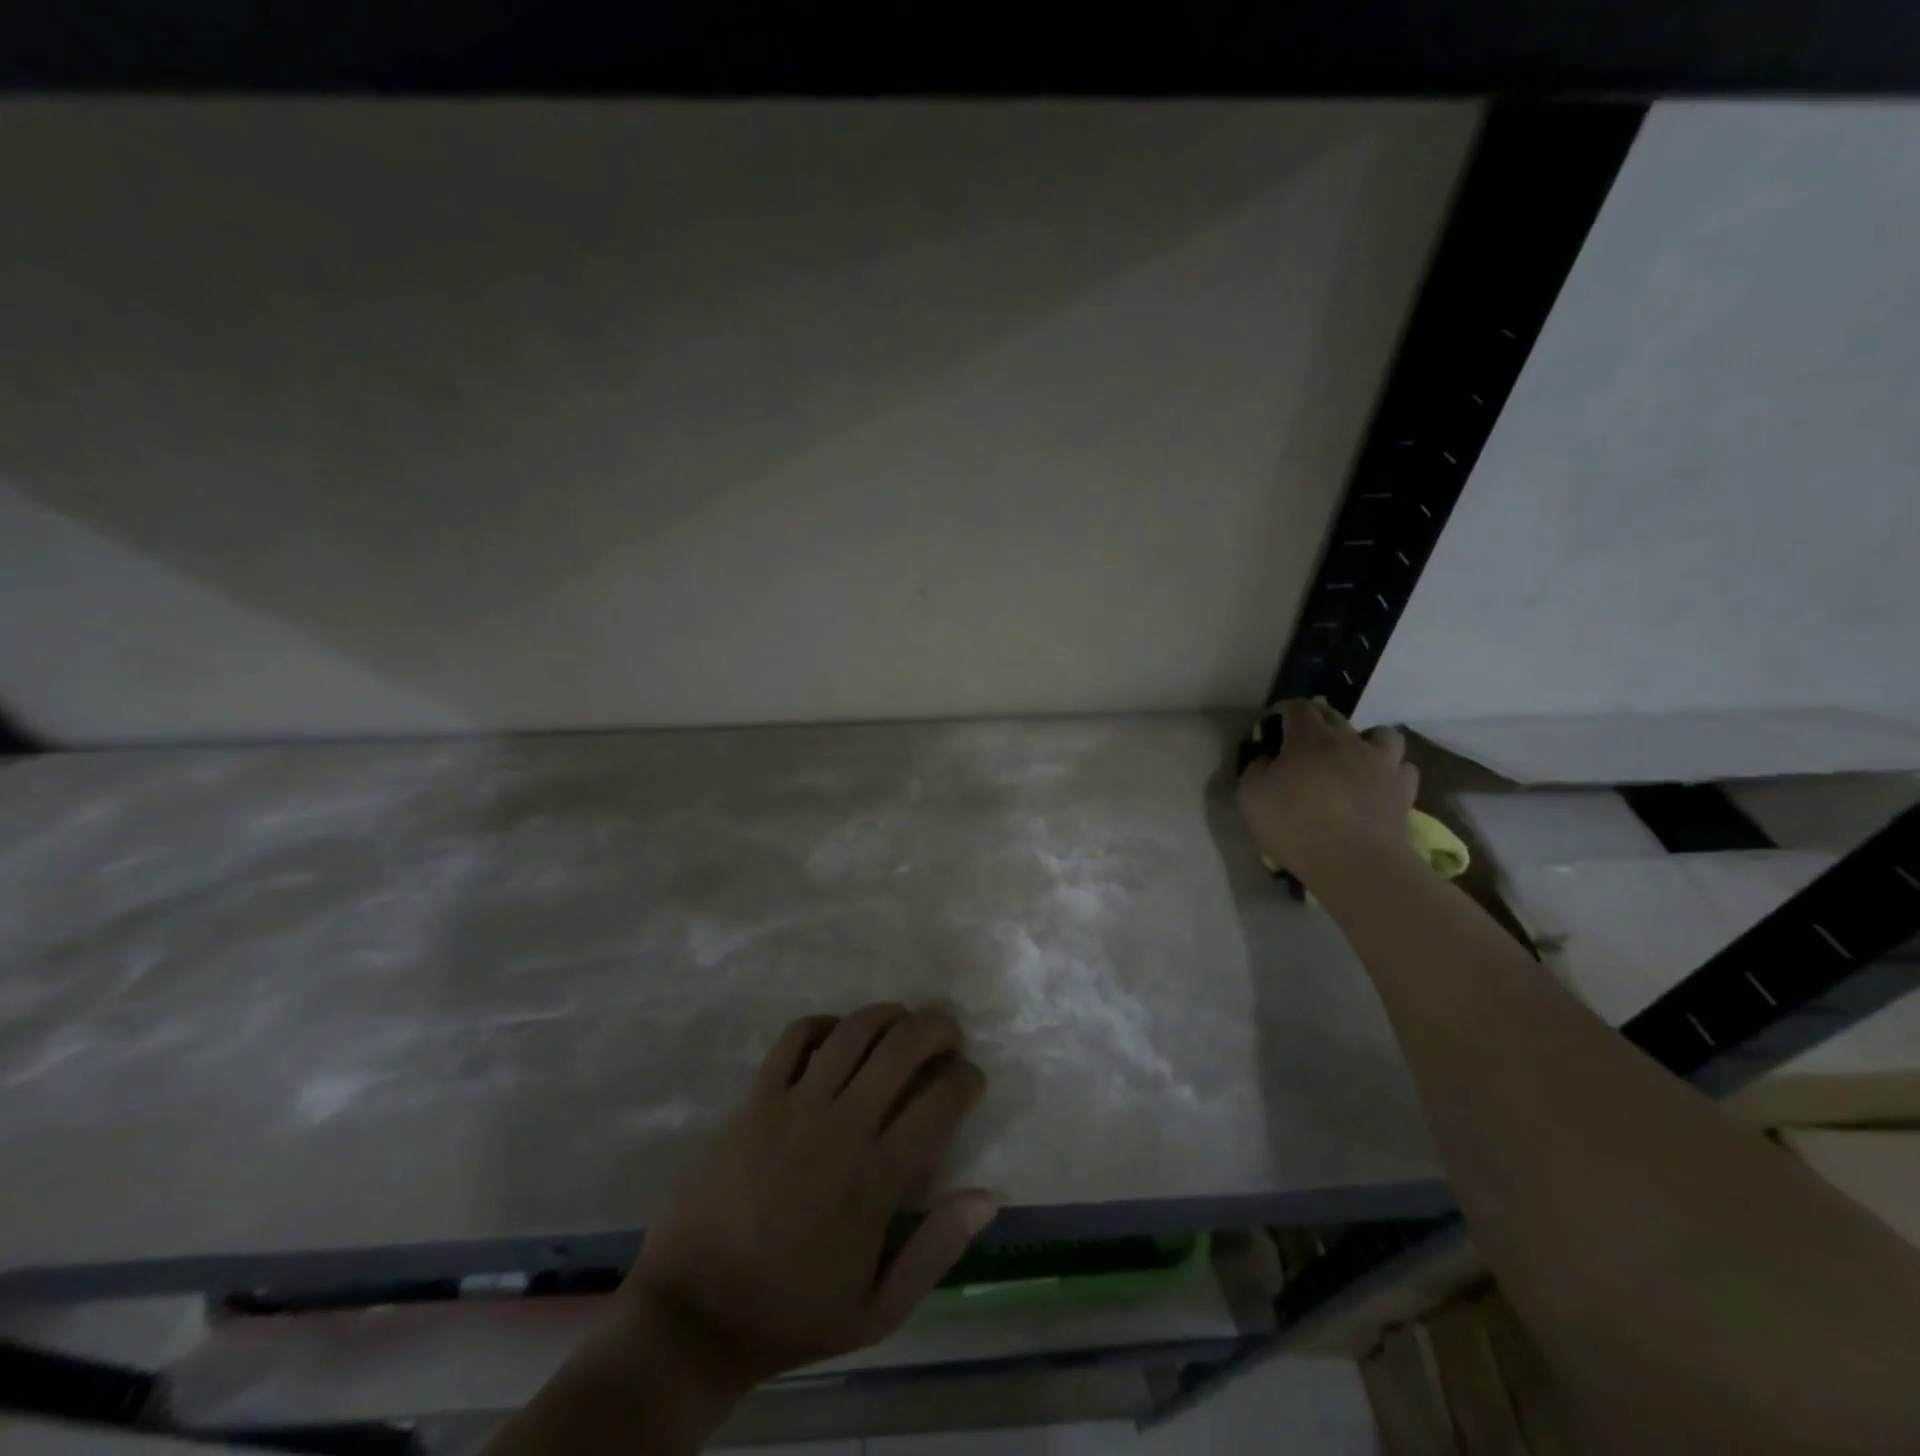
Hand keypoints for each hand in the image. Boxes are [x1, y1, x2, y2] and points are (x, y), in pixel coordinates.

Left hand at [619, 1004, 994, 1391]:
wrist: (696, 1312)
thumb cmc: (792, 1313)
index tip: (971, 1081)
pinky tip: (838, 1037)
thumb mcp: (878, 1311)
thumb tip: (989, 1196)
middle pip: (903, 1046)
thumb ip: (937, 1250)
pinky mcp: (757, 1098)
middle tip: (948, 1038)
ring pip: (855, 1030)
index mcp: (877, 1177)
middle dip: (938, 1028)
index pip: (940, 1100)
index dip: (967, 1079)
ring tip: (902, 1025)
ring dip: (889, 1015)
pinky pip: (796, 1036)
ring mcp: (796, 1104)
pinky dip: (825, 1024)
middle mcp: (842, 1125)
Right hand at [1236, 699, 1419, 877]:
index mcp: (1309, 738)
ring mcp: (1382, 763)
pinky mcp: (1404, 790)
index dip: (1283, 712)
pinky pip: (1401, 769)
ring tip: (1352, 760)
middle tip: (1302, 745)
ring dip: (1365, 740)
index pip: (1296, 707)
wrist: (1354, 863)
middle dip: (1316, 722)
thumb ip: (1256, 768)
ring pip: (1380, 734)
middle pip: (1333, 716)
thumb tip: (1268, 758)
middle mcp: (1349, 740)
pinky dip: (1388, 772)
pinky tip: (1376, 786)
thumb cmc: (1294, 826)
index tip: (1271, 727)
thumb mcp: (1250, 796)